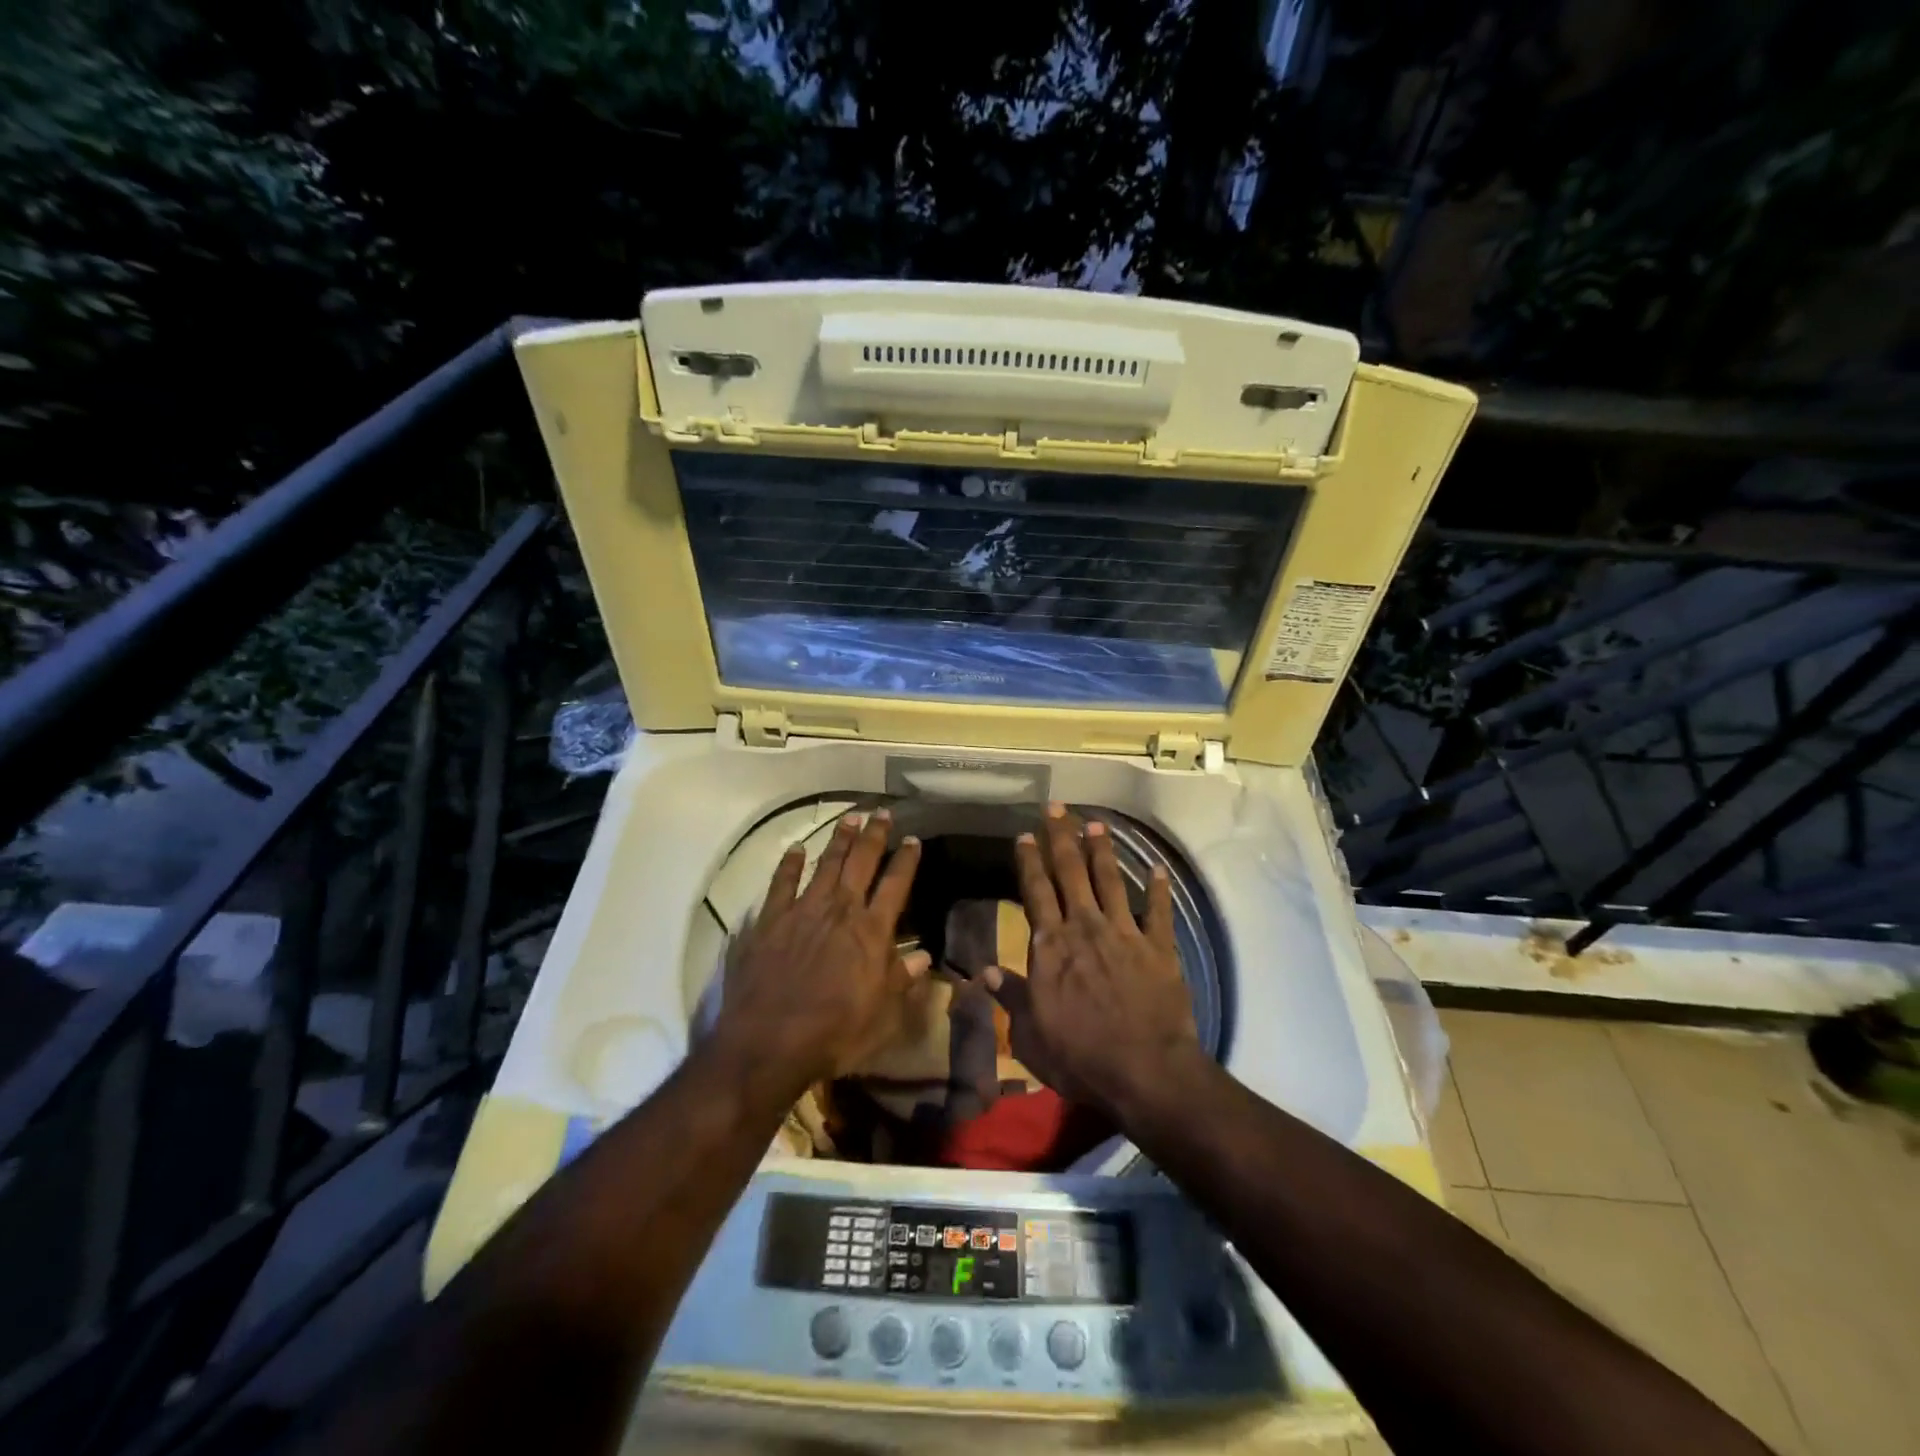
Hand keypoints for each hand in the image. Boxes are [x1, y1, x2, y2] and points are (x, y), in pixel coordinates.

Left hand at [712, 810, 926, 1092]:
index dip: (906, 861)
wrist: (769, 1042)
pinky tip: (794, 850)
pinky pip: (781, 883)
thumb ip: (902, 980)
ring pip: (825, 864)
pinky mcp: (770, 920)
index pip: (895, 885)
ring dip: (839, 840)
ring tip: (850, 819)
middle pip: (861, 863)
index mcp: (871, 931)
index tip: (913, 840)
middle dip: (874, 836)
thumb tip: (924, 956)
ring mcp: (803, 911)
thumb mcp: (882, 1016)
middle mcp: (840, 910)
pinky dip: (788, 864)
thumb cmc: (834, 1033)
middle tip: (882, 813)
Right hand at [984, 804, 1203, 1118]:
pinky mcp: (1158, 948)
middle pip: (1070, 873)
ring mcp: (1124, 934)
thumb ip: (1011, 997)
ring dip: (1101, 851)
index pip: (1036, 892)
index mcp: (1051, 946)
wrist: (1144, 1071)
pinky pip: (1158, 911)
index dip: (1029, 861)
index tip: (1025, 835)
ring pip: (1110, 880)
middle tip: (1057, 808)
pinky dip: (1158, 888)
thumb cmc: (1079, 1056)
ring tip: (1096, 823)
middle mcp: (1085, 928)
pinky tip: (1157, 868)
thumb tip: (985, 971)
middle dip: (1061, 838)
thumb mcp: (1030, 1034)